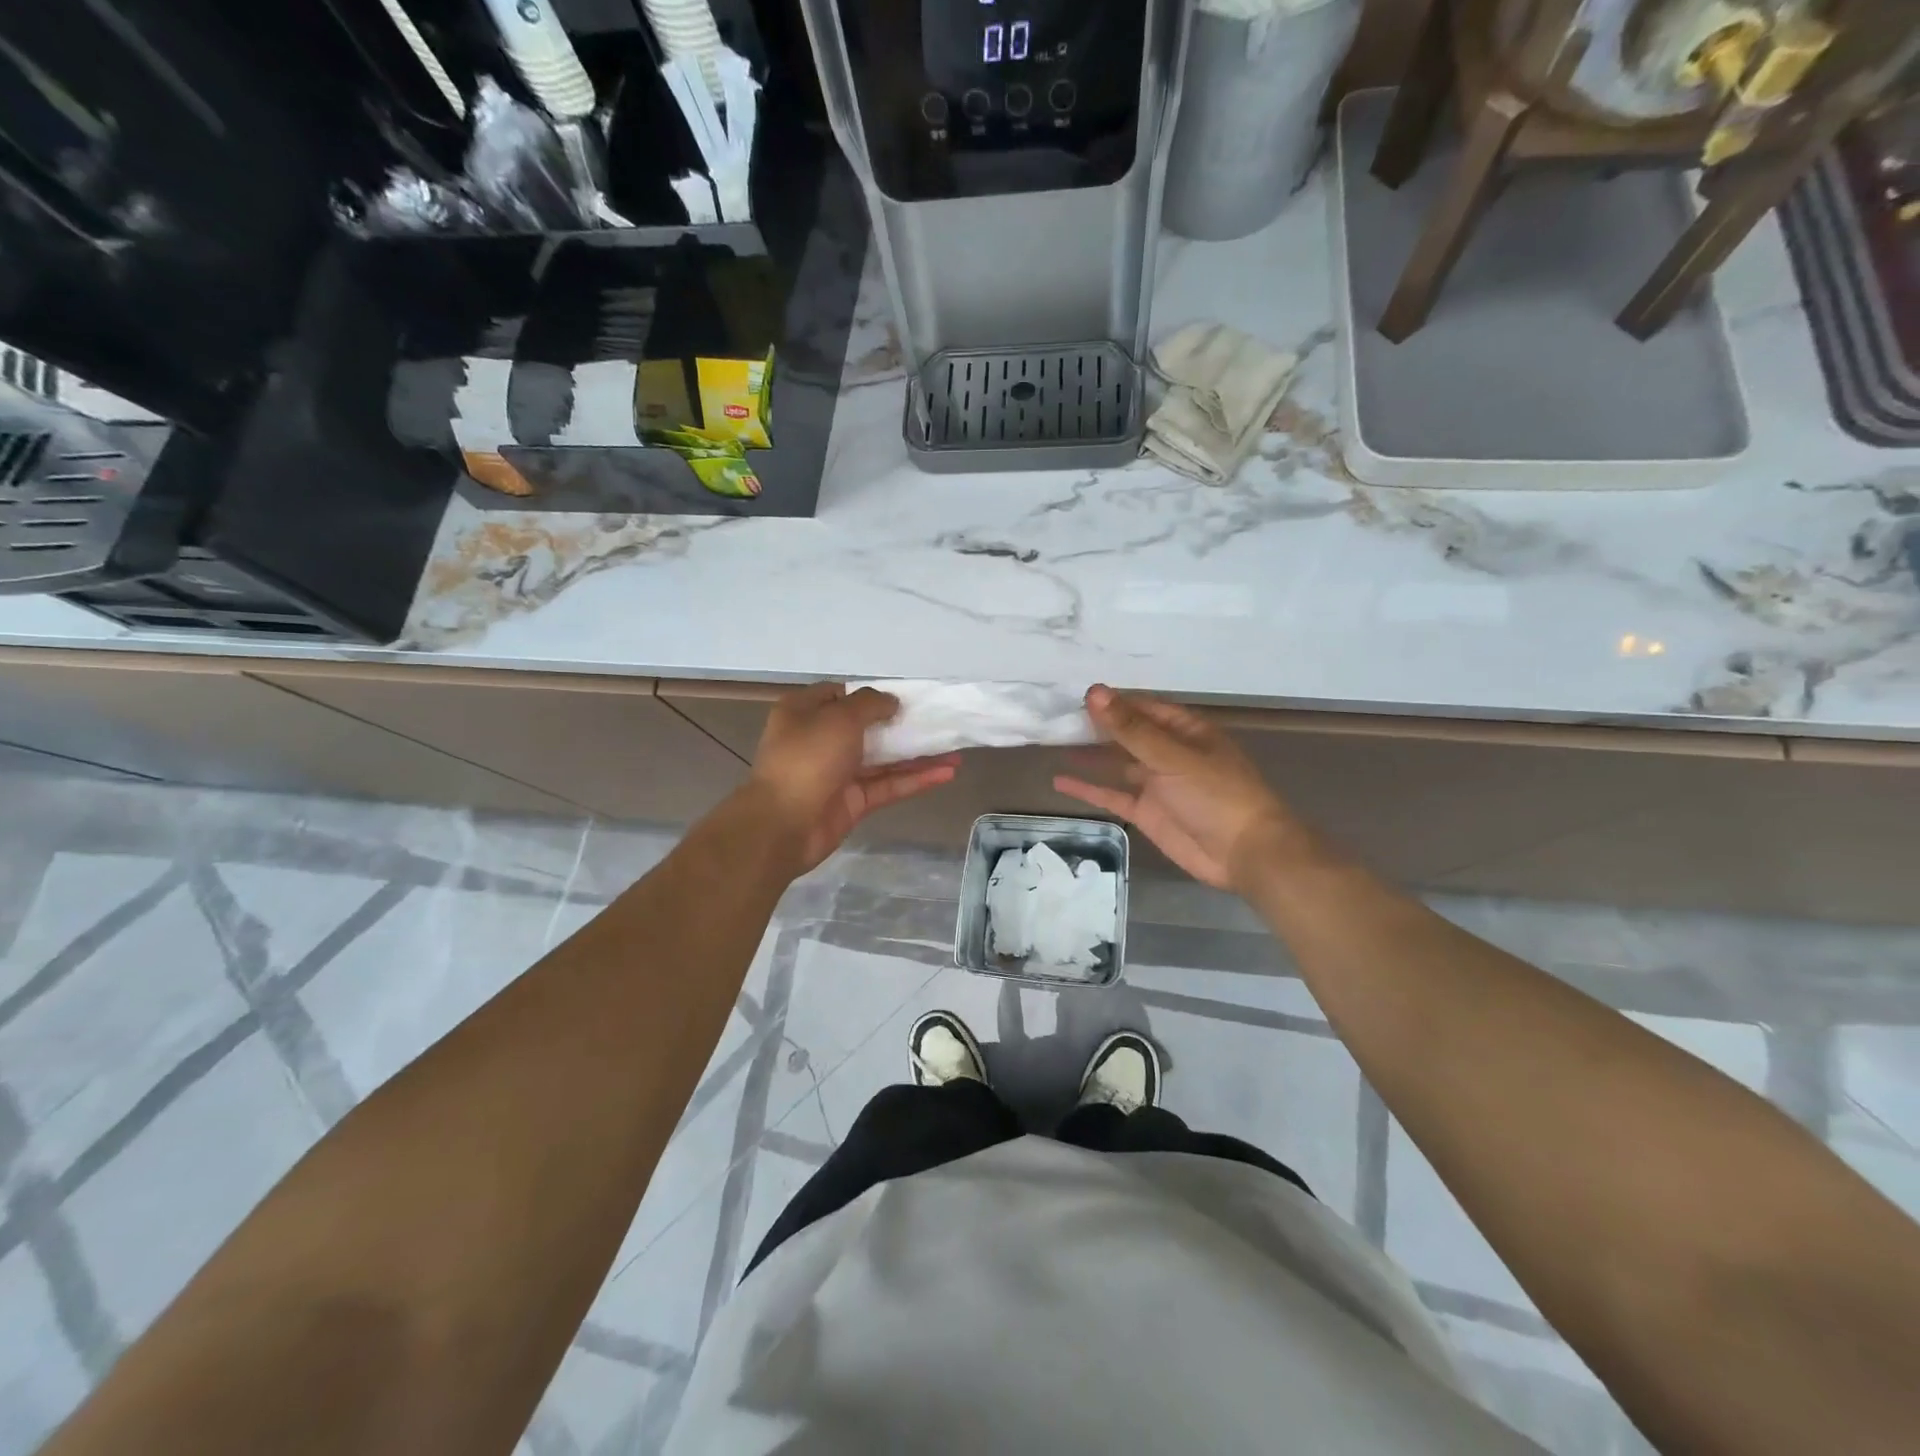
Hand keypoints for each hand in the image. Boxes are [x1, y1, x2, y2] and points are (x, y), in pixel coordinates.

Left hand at [749, 683, 957, 872]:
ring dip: (917, 755)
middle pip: (867, 728)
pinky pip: (888, 785)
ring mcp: (837, 772)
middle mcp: (820, 739)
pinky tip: (946, 774)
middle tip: (938, 722)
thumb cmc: (808, 758)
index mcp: (805, 712)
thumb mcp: (840, 718)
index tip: (905, 697)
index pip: (841, 695)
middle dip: (902, 725)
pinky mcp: (853, 801)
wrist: (783, 824)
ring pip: (883, 759)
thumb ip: (870, 704)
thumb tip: (891, 702)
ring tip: (955, 750)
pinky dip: (915, 780)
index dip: (872, 694)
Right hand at [1055, 685, 1298, 892]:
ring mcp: (1157, 784)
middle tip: (1058, 720)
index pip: (1143, 708)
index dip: (1113, 702)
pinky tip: (1061, 781)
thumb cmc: (1216, 795)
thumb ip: (1130, 729)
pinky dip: (1089, 789)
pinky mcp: (1147, 813)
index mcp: (1185, 731)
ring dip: (1090, 754)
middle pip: (1128, 734)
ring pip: (1117, 763)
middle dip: (1097, 726)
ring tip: (1055, 743)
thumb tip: (1095, 693)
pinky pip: (1112, 796)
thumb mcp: (1172, 757)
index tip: (1077, 698)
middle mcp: (1169, 753)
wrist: (1244, 852)